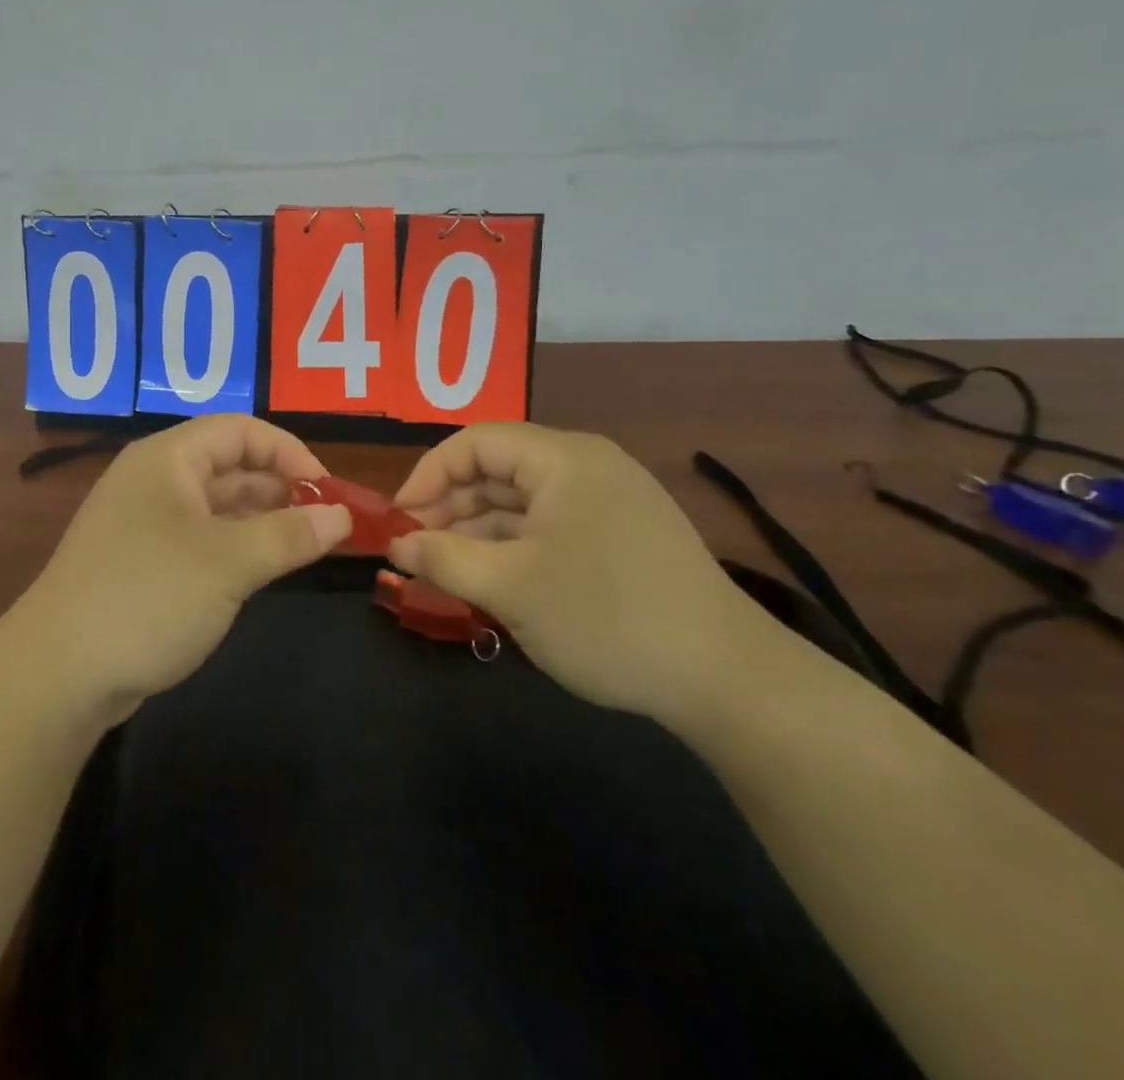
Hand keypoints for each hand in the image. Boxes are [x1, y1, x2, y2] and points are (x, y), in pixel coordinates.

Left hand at [12, 415, 351, 724]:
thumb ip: (290, 535)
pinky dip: (237, 546)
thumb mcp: (229, 562)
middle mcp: (155, 480)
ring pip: (217, 506)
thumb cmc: (148, 596)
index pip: (239, 430)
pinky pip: (202, 539)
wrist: (59, 674)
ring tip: (307, 545)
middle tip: (326, 522)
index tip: (327, 490)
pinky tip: (264, 569)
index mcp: (167, 458)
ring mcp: (145, 523)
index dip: (288, 451)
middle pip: (229, 465)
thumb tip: (343, 515)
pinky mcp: (143, 563)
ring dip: (262, 519)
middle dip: (280, 487)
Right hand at [387, 423, 771, 721]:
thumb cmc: (605, 616)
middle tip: (416, 552)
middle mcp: (586, 467)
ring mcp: (609, 502)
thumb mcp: (510, 587)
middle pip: (498, 471)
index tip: (399, 520)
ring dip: (478, 532)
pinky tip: (492, 582)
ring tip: (445, 572)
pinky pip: (550, 528)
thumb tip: (397, 543)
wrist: (727, 679)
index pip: (475, 443)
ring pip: (522, 503)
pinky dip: (514, 549)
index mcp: (563, 459)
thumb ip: (443, 558)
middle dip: (450, 508)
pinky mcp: (622, 537)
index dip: (428, 475)